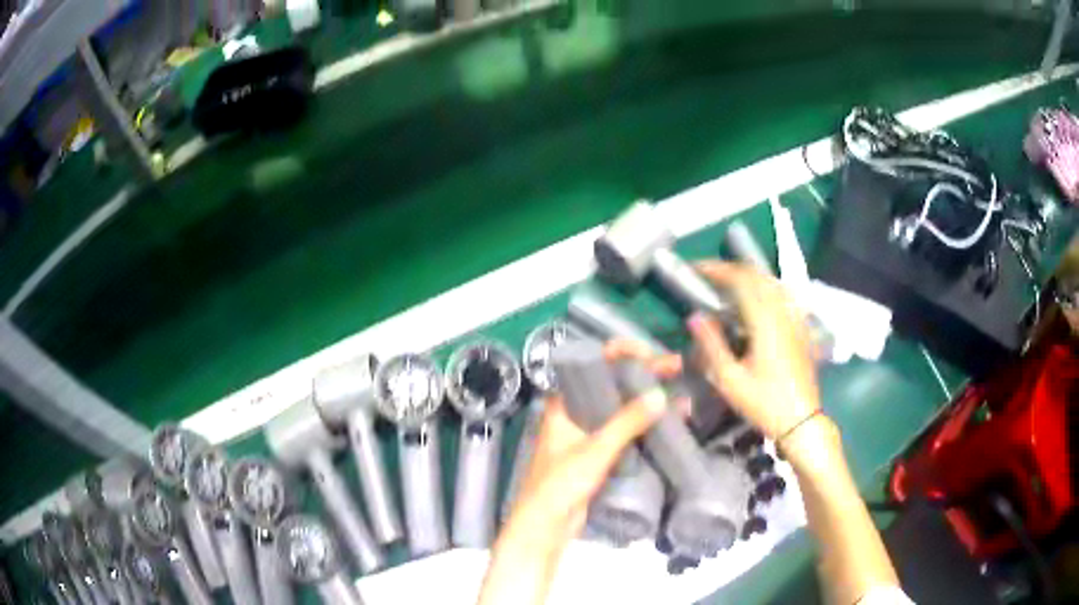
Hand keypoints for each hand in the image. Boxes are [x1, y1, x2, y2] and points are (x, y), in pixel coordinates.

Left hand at [478, 342, 677, 604]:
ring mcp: (588, 434)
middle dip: (643, 374)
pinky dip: (645, 424)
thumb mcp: (594, 451)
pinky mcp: (599, 454)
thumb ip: (626, 424)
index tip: (651, 353)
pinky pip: (624, 431)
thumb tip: (660, 395)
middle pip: (611, 383)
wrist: (545, 527)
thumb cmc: (560, 484)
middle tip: (676, 366)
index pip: (592, 363)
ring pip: (621, 408)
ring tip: (680, 396)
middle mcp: (575, 413)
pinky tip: (669, 423)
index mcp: (564, 403)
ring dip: (648, 400)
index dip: (621, 352)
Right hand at [687, 261, 820, 441]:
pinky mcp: (801, 329)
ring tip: (730, 285)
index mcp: (765, 321)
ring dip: (750, 277)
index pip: (741, 279)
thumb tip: (694, 317)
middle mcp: (782, 312)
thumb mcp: (730, 379)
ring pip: (773, 283)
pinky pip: (784, 297)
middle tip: (709, 275)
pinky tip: (759, 301)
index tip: (696, 269)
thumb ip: (712, 345)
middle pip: (758, 276)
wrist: (801, 421)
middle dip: (732, 269)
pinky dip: (766, 289)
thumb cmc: (763, 403)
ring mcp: (795, 320)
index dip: (717, 269)